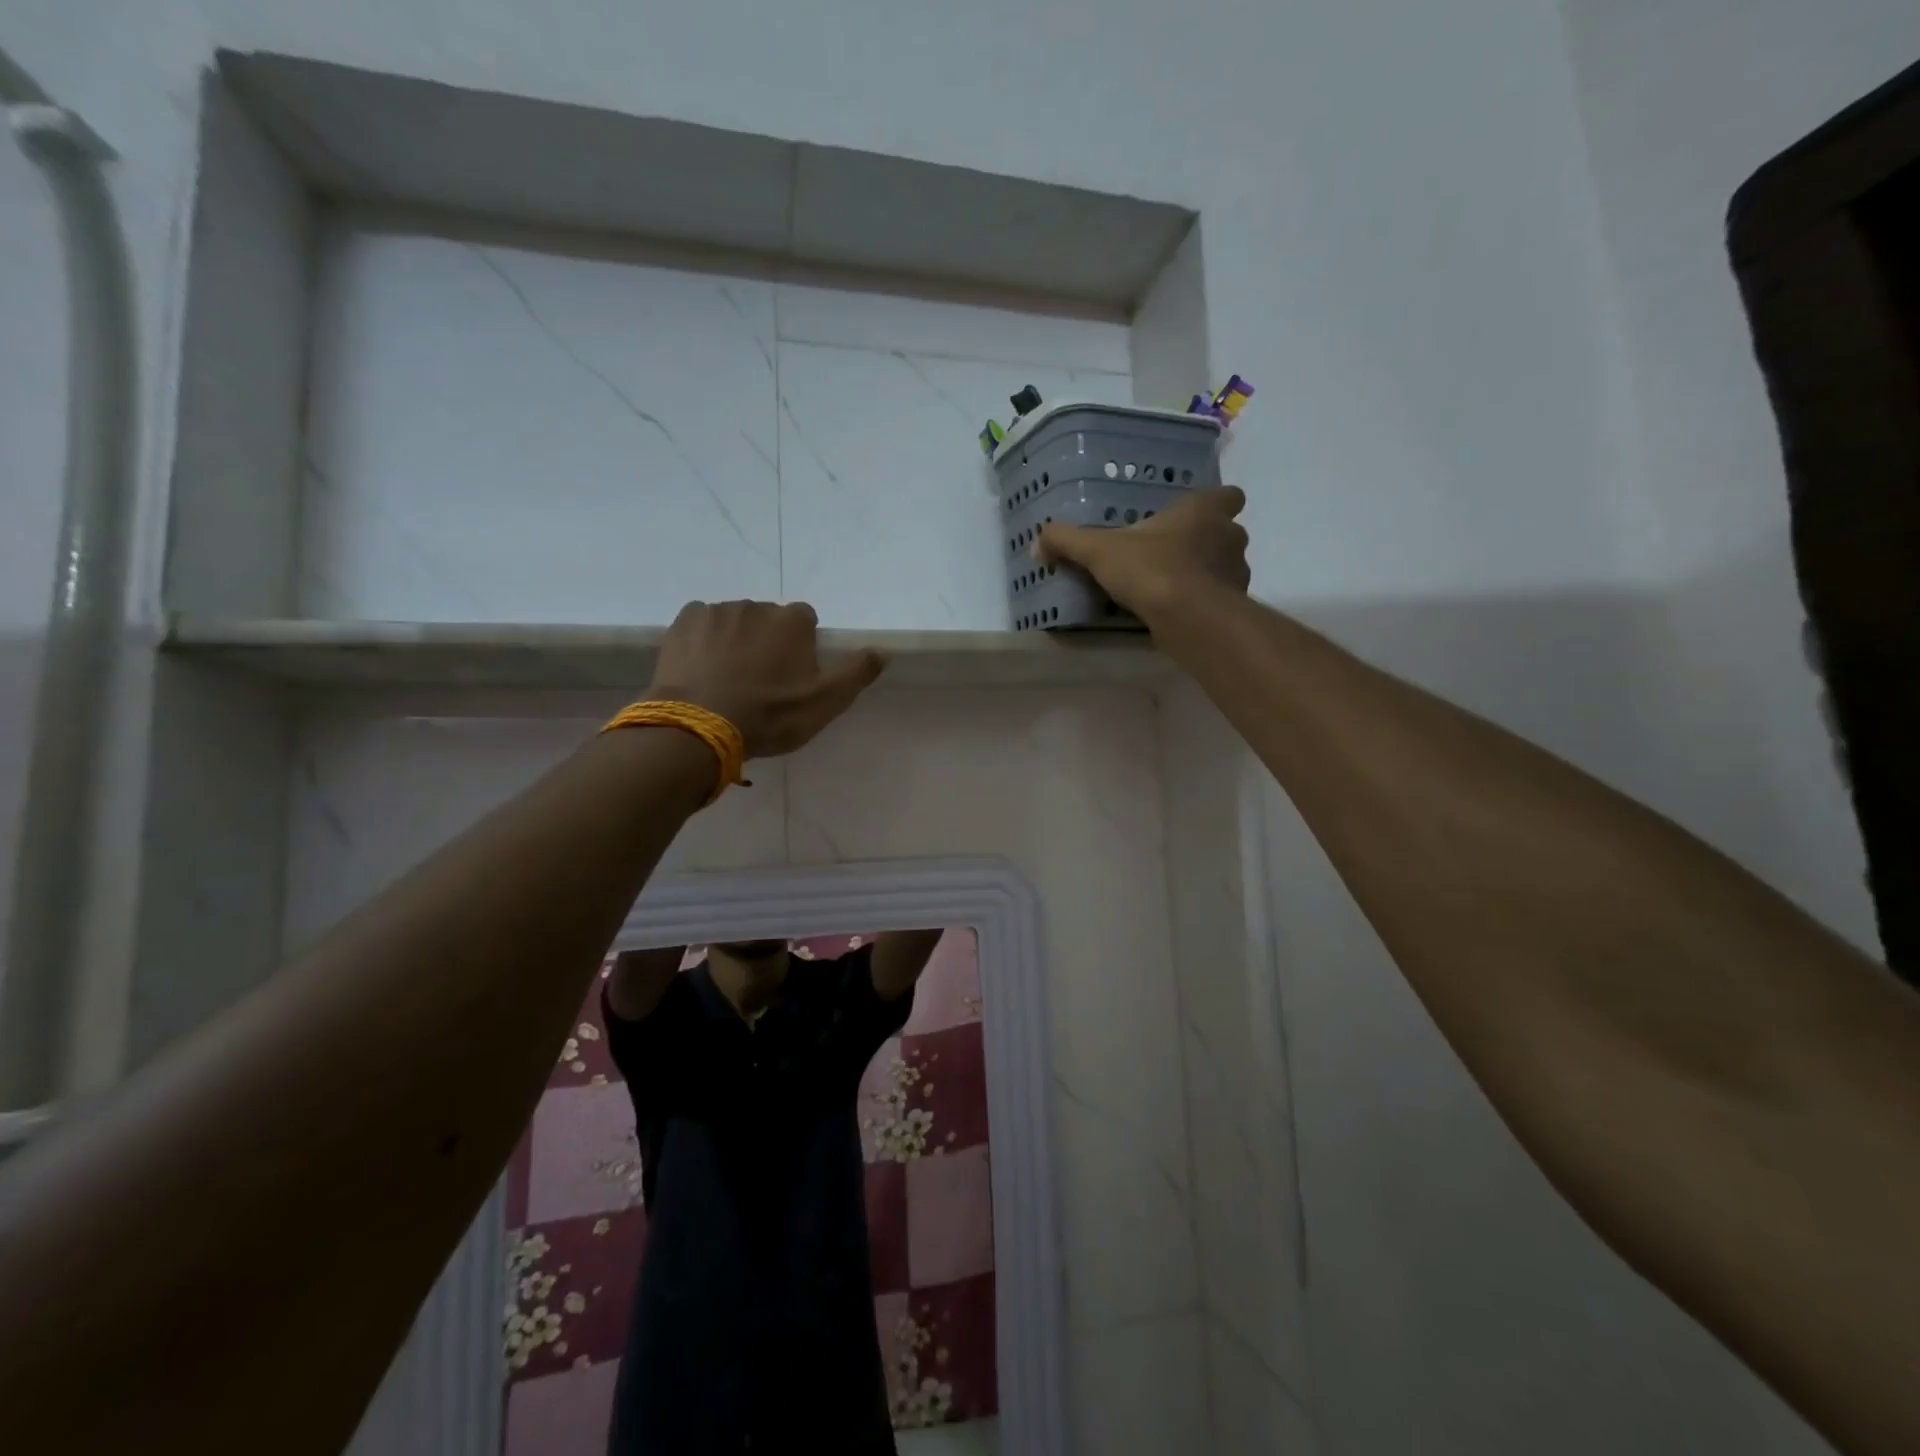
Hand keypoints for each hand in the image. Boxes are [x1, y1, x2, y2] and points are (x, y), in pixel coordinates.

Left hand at [648, 600, 885, 757]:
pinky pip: (702, 624)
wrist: (701, 725)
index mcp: (793, 621)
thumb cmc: (771, 715)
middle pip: (768, 620)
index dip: (801, 647)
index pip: (805, 621)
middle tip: (759, 682)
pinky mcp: (683, 621)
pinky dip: (704, 640)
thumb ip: (856, 673)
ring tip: (727, 679)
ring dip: (735, 641)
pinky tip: (701, 669)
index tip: (793, 676)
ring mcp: (717, 611)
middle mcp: (757, 606)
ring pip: (734, 622)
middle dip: (766, 642)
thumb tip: (883, 650)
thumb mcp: (825, 702)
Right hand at [1033, 486, 1250, 621]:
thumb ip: (1068, 541)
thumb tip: (1037, 542)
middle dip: (1204, 542)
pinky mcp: (1234, 606)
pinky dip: (1202, 603)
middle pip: (1226, 532)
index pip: (1229, 495)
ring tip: (1173, 586)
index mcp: (1204, 511)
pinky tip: (1178, 612)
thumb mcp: (1099, 550)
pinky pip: (1218, 598)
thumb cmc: (1151, 568)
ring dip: (1205, 573)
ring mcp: (1237, 573)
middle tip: (1172, 553)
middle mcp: (1229, 536)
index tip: (1192, 516)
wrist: (1188, 617)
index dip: (1214, 503)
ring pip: (1225, 566)